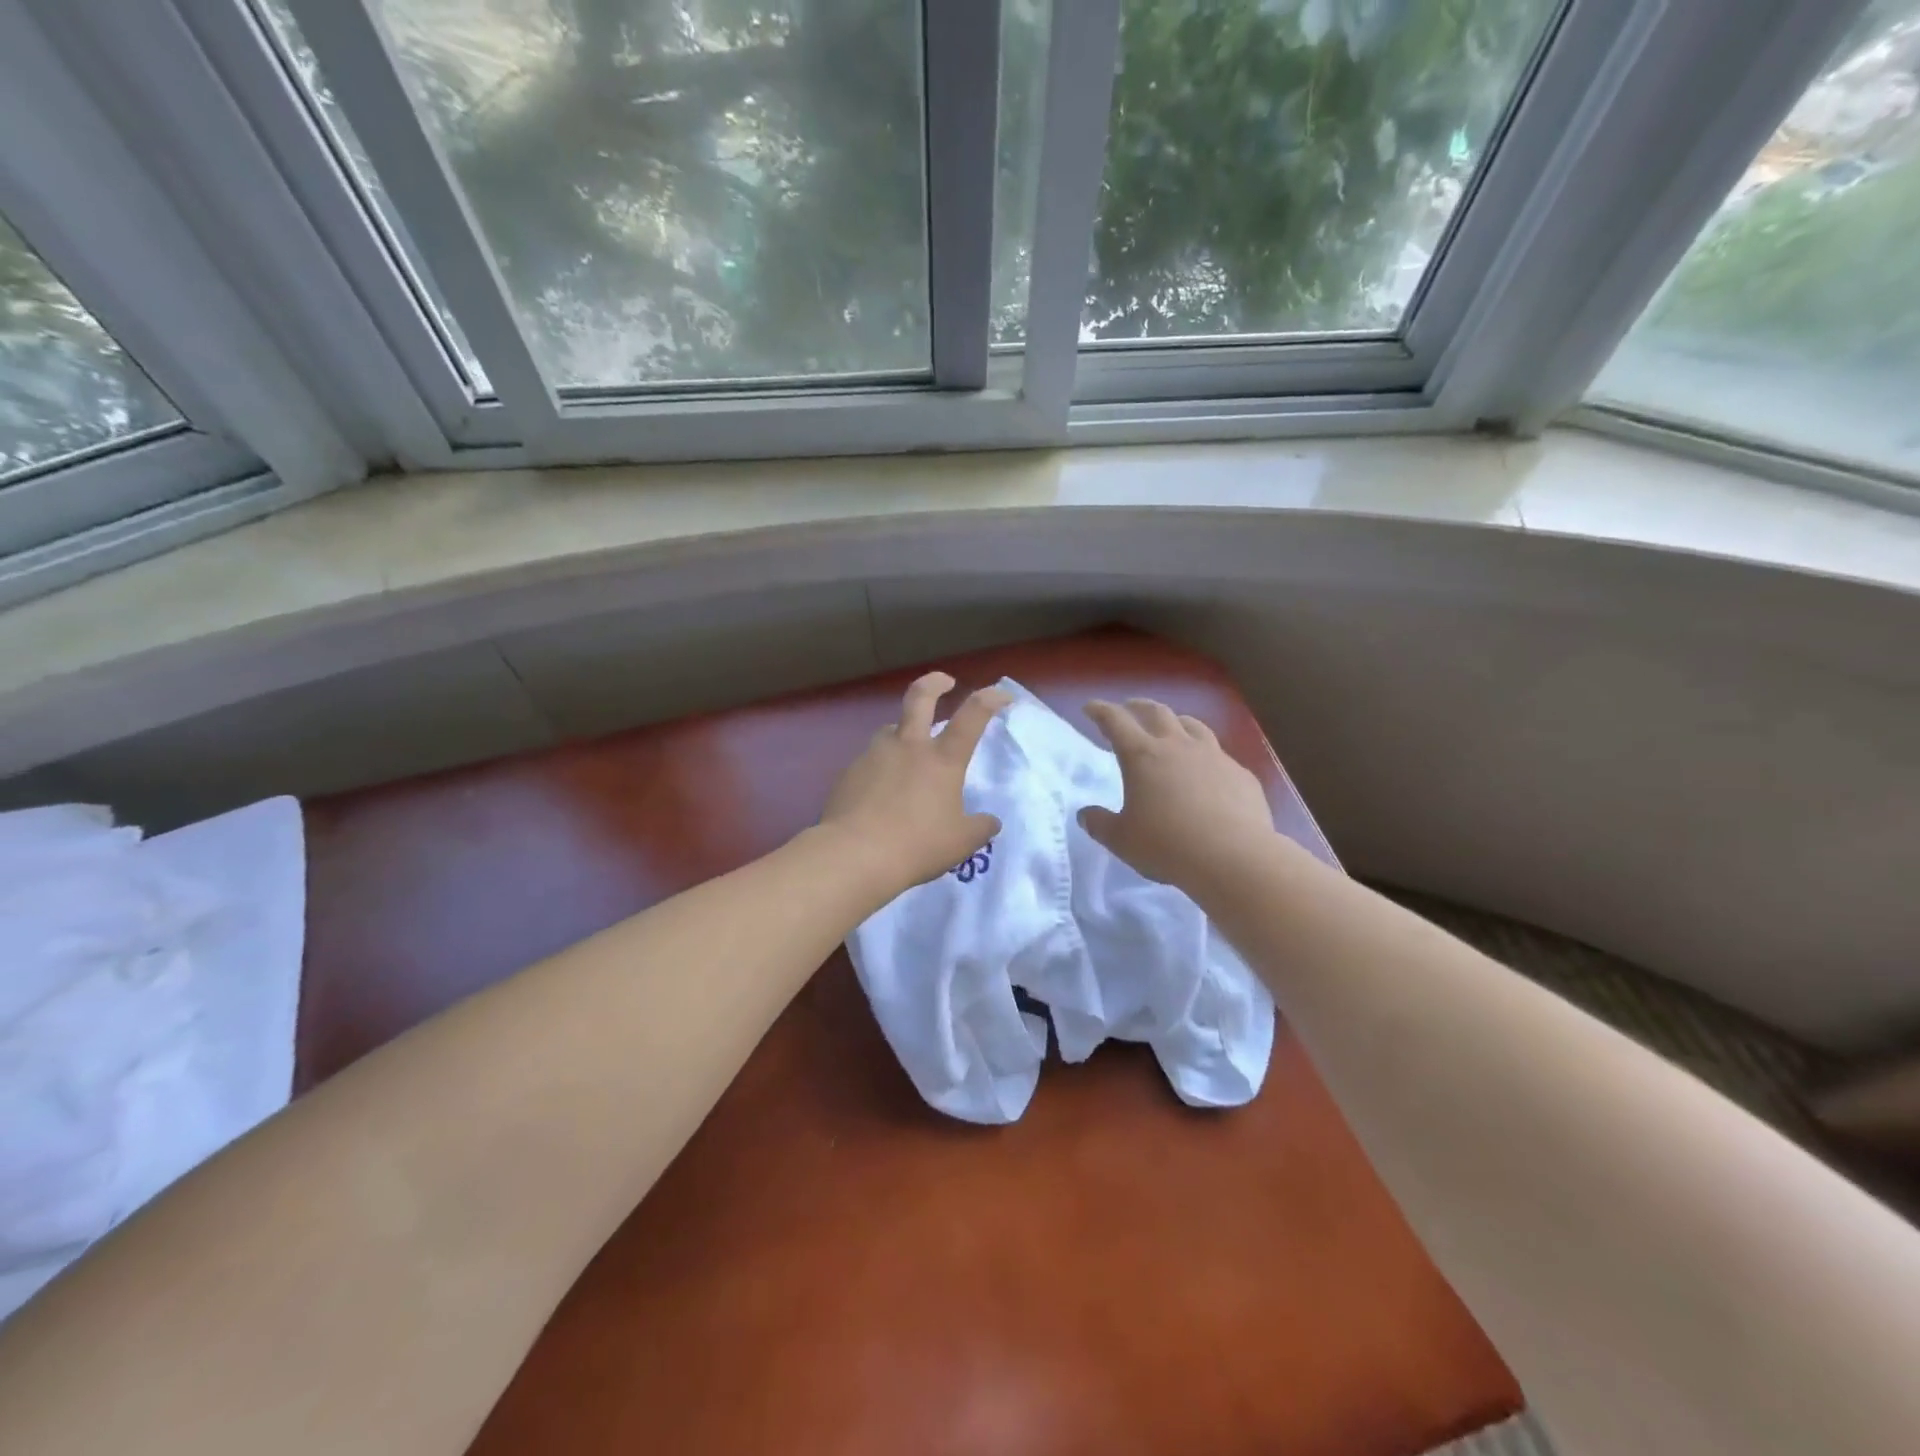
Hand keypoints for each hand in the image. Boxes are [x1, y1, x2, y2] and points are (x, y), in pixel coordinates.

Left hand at [821, 672, 1010, 898]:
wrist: (854, 855)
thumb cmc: (916, 846)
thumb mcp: (961, 843)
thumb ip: (979, 828)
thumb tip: (990, 821)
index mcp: (942, 759)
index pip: (973, 715)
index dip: (990, 698)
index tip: (1003, 695)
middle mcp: (908, 746)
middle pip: (920, 697)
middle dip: (935, 682)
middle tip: (944, 681)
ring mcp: (874, 755)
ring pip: (890, 730)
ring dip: (902, 734)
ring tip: (906, 755)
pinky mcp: (849, 772)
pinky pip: (870, 761)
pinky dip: (880, 769)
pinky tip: (879, 794)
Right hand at [1079, 698, 1275, 890]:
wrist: (1234, 858)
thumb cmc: (1167, 846)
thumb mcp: (1122, 840)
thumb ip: (1100, 824)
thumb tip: (1086, 815)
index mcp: (1142, 756)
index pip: (1116, 721)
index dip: (1100, 711)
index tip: (1091, 707)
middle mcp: (1177, 746)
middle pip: (1156, 712)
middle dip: (1138, 706)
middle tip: (1129, 708)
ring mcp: (1214, 756)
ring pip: (1192, 725)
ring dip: (1176, 721)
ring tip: (1171, 726)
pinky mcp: (1240, 774)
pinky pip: (1219, 754)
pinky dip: (1206, 754)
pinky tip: (1207, 770)